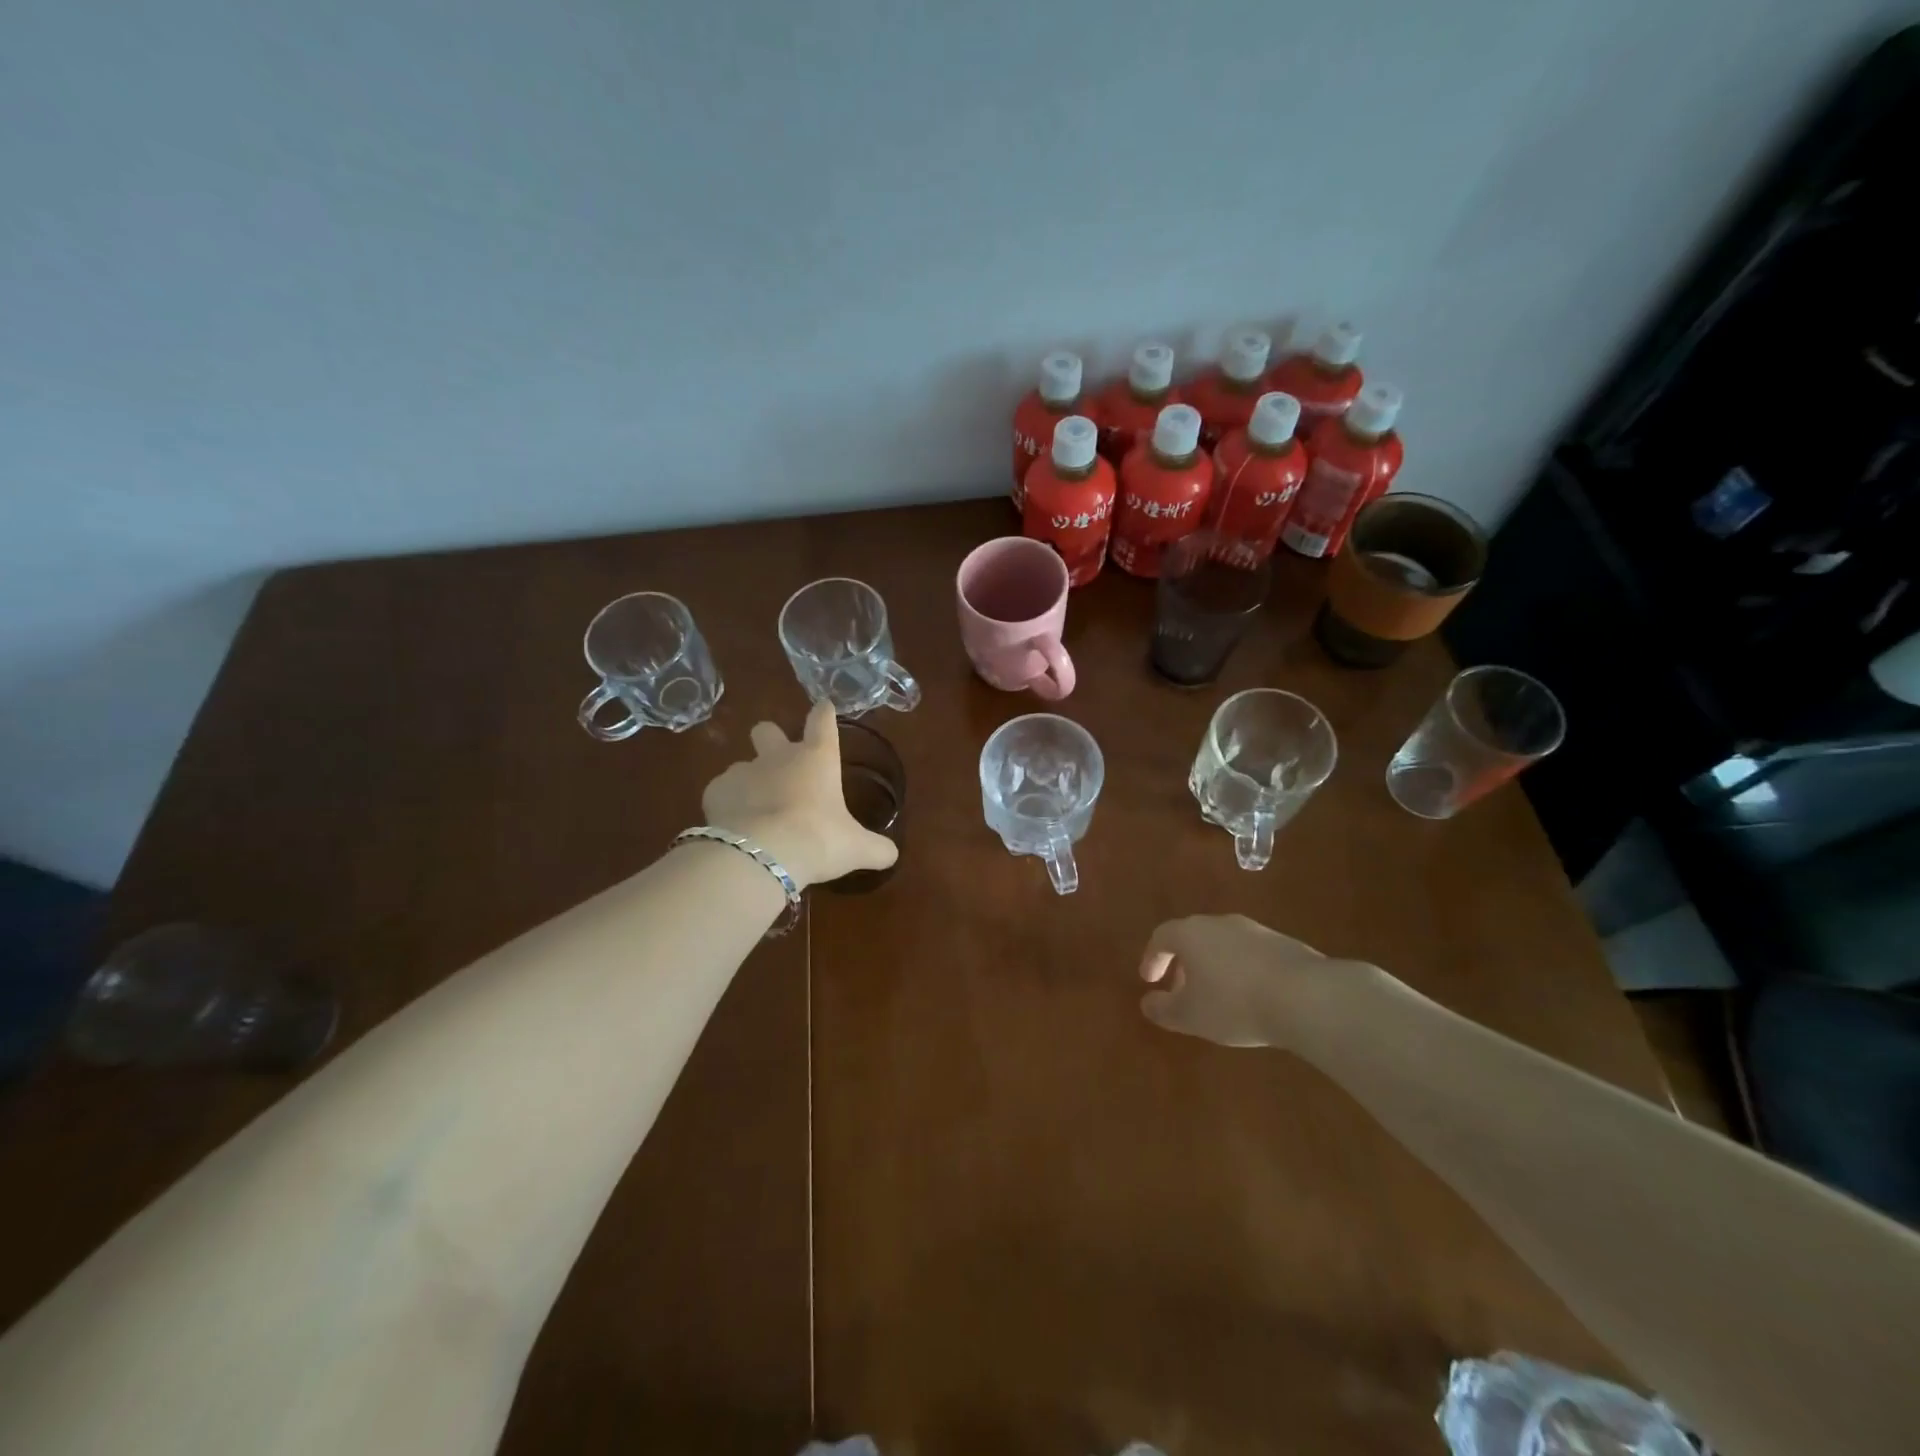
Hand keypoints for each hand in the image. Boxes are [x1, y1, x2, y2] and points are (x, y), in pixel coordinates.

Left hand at [702, 701, 898, 889]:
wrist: (764, 853)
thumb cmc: (820, 840)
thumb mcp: (856, 848)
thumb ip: (876, 849)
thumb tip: (892, 854)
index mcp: (817, 759)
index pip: (822, 721)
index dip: (823, 713)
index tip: (823, 706)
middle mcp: (779, 757)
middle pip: (767, 730)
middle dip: (770, 739)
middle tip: (778, 763)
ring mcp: (743, 771)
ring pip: (742, 765)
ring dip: (749, 781)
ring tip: (755, 811)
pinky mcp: (715, 791)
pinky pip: (721, 791)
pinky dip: (727, 804)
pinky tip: (734, 825)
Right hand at [1138, 914, 1360, 1048]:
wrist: (1306, 996)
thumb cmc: (1234, 1003)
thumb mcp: (1190, 1016)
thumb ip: (1163, 1009)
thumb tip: (1148, 1003)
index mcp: (1191, 934)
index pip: (1161, 936)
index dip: (1152, 957)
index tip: (1150, 980)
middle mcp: (1219, 923)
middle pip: (1192, 937)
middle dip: (1182, 963)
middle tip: (1180, 990)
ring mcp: (1254, 930)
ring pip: (1223, 944)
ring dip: (1212, 966)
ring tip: (1217, 996)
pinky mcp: (1283, 943)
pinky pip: (1250, 953)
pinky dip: (1240, 970)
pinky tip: (1251, 996)